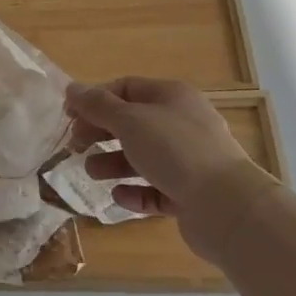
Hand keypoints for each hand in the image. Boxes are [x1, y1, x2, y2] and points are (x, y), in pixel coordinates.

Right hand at [65, 77, 265, 265]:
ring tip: (92, 174)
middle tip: (75, 146)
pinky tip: (119, 197)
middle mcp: (182, 124)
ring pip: (143, 157)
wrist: (227, 207)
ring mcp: (189, 160)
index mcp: (172, 97)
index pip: (126, 88)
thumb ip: (98, 106)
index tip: (69, 116)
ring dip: (113, 163)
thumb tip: (71, 88)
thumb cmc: (176, 151)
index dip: (95, 99)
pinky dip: (135, 192)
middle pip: (132, 123)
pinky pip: (156, 189)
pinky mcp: (190, 195)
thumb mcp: (130, 121)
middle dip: (101, 133)